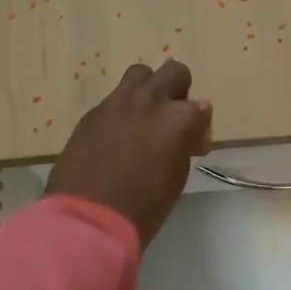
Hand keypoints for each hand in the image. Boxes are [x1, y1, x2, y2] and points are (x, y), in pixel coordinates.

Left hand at [47, 60, 213, 247]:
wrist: (89, 217)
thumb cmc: (144, 205)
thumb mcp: (177, 176)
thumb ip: (184, 143)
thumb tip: (187, 130)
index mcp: (178, 118)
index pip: (201, 107)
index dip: (199, 128)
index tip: (193, 147)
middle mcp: (150, 101)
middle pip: (173, 72)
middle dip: (178, 91)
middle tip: (172, 118)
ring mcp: (117, 103)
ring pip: (139, 74)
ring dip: (148, 90)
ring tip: (144, 118)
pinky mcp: (91, 114)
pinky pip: (114, 100)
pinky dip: (122, 111)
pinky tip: (117, 138)